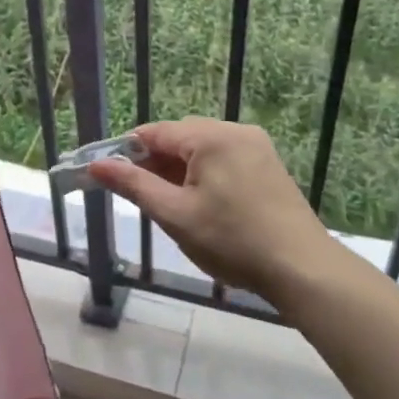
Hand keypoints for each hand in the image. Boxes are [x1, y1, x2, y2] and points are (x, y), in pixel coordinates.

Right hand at [87, 118, 341, 303]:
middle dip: (155, 164)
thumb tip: (97, 165)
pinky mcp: (269, 165)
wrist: (302, 268)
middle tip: (143, 200)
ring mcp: (257, 147)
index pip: (155, 132)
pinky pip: (225, 159)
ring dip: (180, 172)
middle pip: (180, 138)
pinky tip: (202, 206)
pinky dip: (205, 176)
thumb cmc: (232, 241)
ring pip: (203, 150)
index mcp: (210, 136)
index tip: (109, 177)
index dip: (128, 153)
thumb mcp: (175, 214)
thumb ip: (134, 185)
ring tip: (172, 208)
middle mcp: (235, 131)